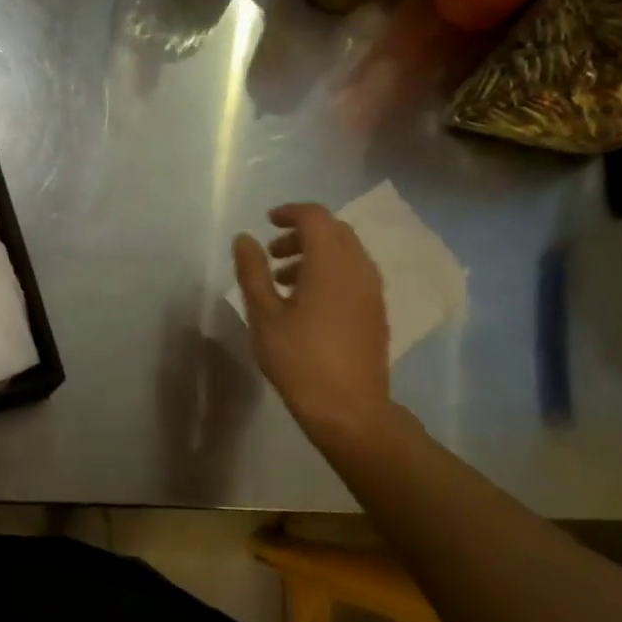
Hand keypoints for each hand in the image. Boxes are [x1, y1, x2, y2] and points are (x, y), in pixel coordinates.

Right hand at [232, 203, 412, 455]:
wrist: (348, 408)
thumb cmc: (299, 360)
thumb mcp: (264, 315)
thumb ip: (253, 272)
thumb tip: (244, 239)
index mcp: (330, 263)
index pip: (315, 217)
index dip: (289, 213)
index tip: (267, 222)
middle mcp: (358, 268)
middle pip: (334, 231)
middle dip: (302, 233)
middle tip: (273, 255)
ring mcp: (372, 290)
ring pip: (346, 253)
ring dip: (316, 254)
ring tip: (284, 282)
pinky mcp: (376, 311)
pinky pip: (354, 274)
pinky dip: (331, 272)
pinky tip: (308, 303)